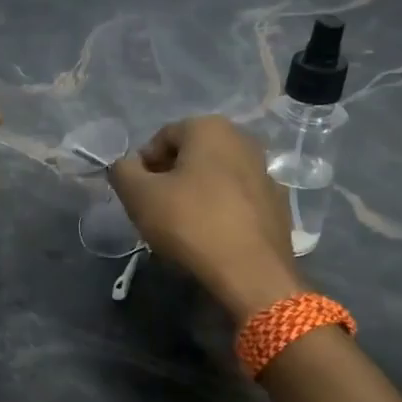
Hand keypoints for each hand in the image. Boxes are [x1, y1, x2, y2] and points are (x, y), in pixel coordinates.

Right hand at [109, 116, 300, 320]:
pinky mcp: (278, 206)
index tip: (137, 195)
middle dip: (170, 178)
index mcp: (211, 128)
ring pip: (216, 178)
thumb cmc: (190, 223)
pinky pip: (238, 201)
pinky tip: (211, 238)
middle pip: (192, 156)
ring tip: (182, 228)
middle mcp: (244, 141)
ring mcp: (266, 174)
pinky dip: (221, 212)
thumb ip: (122, 171)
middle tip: (155, 211)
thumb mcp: (139, 196)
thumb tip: (126, 166)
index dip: (143, 166)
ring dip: (196, 195)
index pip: (162, 138)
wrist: (251, 273)